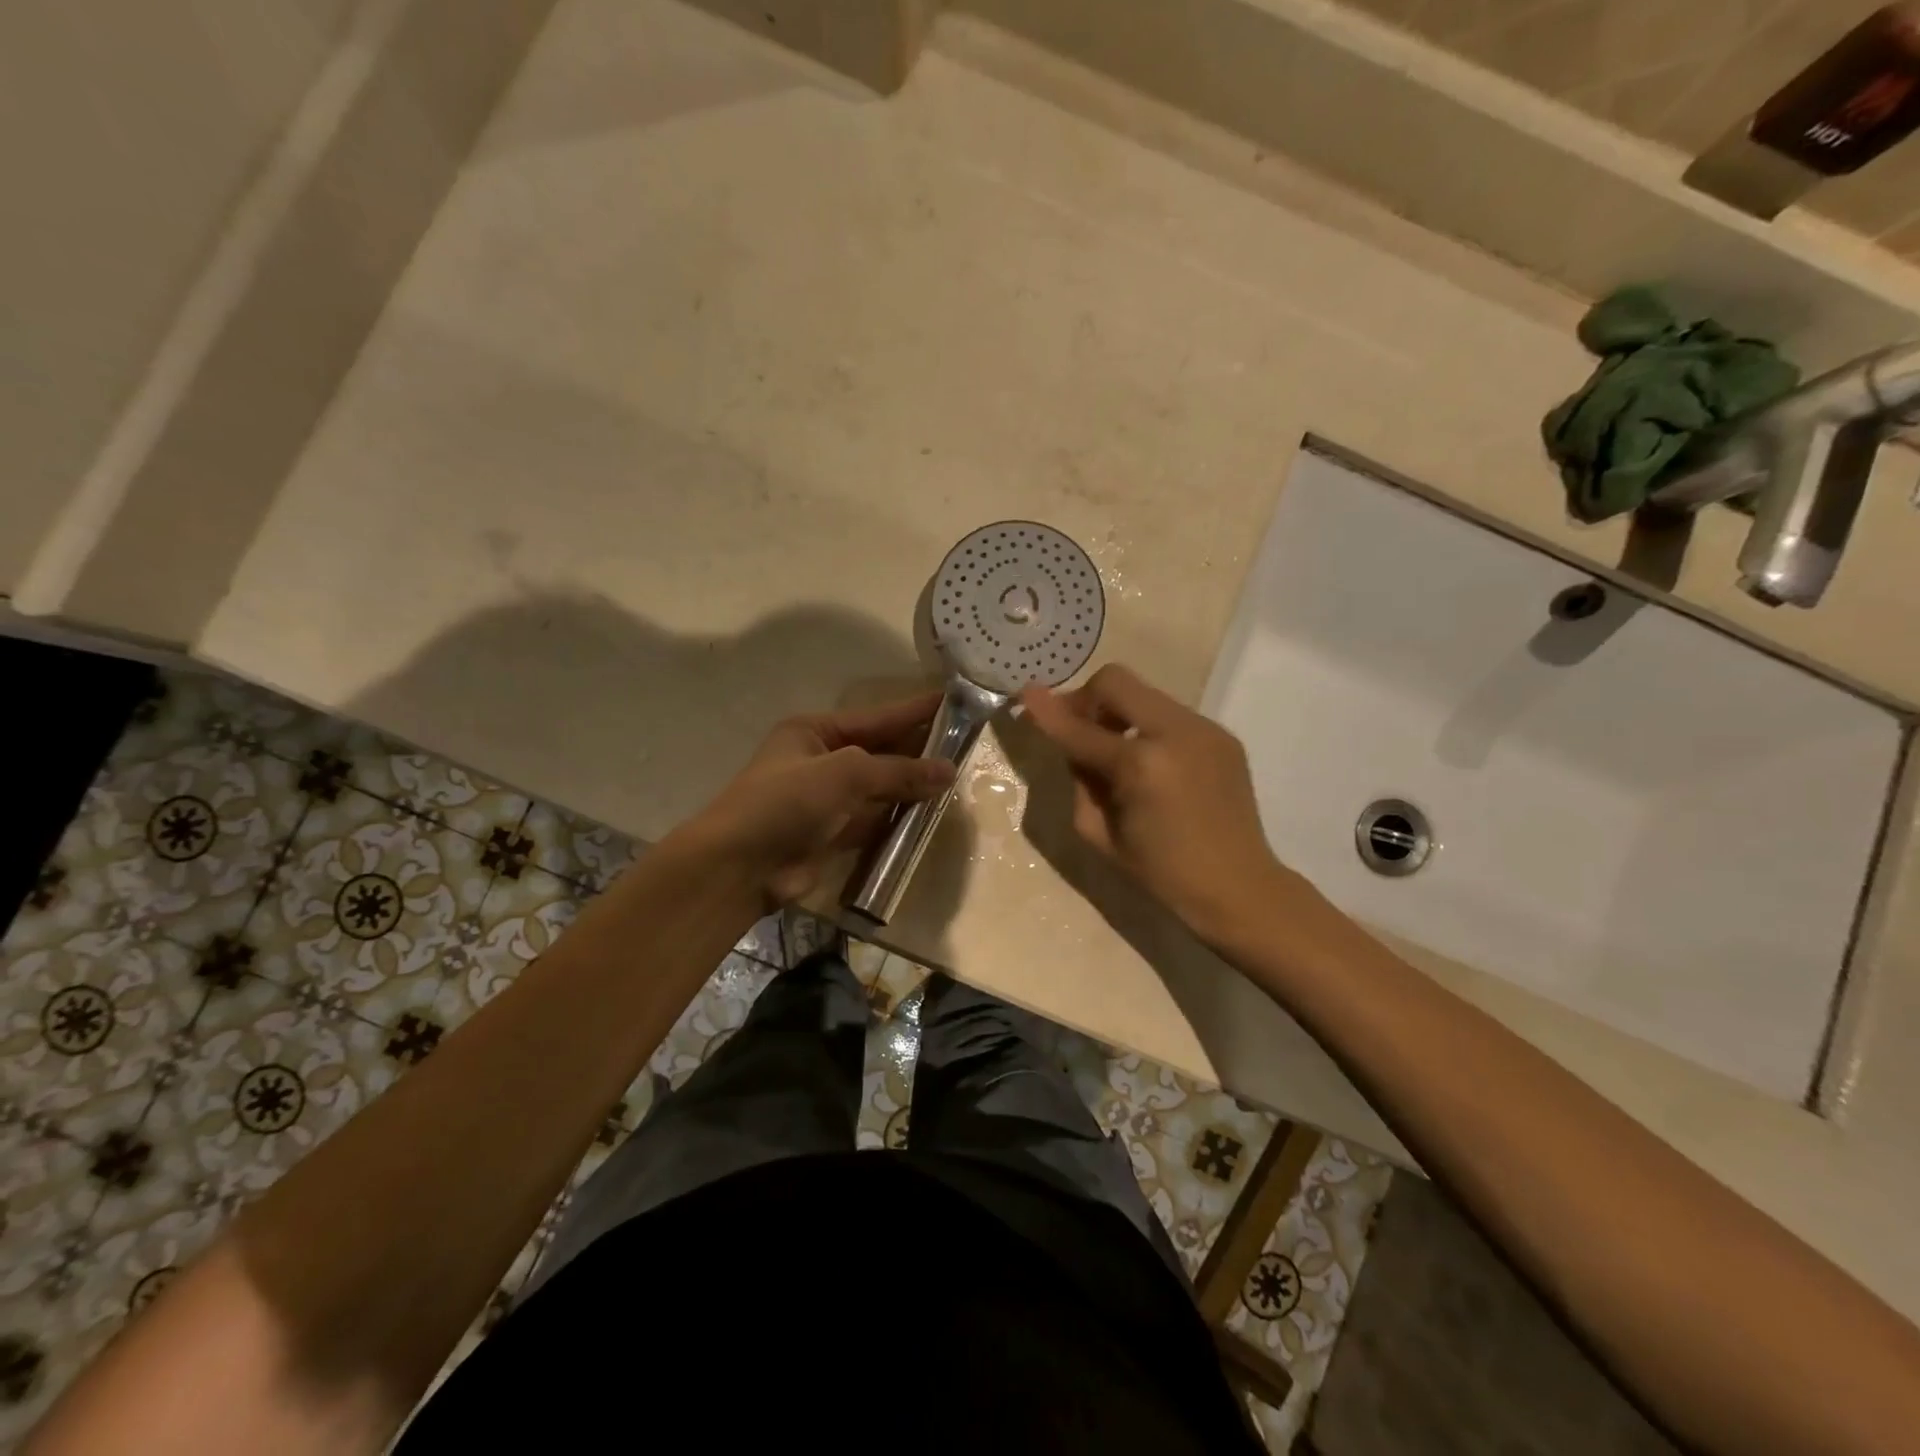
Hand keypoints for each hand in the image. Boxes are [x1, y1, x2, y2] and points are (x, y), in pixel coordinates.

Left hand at [681, 692, 955, 905]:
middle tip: (965, 743)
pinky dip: (899, 818)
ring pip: (880, 787)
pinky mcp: (832, 834)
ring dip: (912, 786)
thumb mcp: (845, 773)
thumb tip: (948, 771)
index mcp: (815, 732)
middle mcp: (822, 760)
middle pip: (880, 751)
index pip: (876, 717)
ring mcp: (827, 799)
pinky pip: (874, 820)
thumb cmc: (787, 803)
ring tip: (957, 779)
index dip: (914, 710)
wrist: (740, 867)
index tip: (952, 701)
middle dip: (918, 749)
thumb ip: (898, 771)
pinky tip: (929, 814)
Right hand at [1020, 664, 1293, 943]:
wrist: (1239, 887)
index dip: (1047, 711)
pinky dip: (1147, 729)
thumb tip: (1073, 744)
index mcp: (1141, 765)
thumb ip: (1080, 779)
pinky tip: (1151, 765)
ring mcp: (1204, 729)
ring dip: (1118, 714)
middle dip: (1086, 700)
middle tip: (1077, 730)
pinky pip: (1169, 715)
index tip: (1023, 692)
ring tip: (1116, 754)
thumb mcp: (1100, 834)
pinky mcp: (1222, 735)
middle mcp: (1175, 733)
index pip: (1080, 728)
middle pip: (1116, 682)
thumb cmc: (1162, 873)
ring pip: (1144, 695)